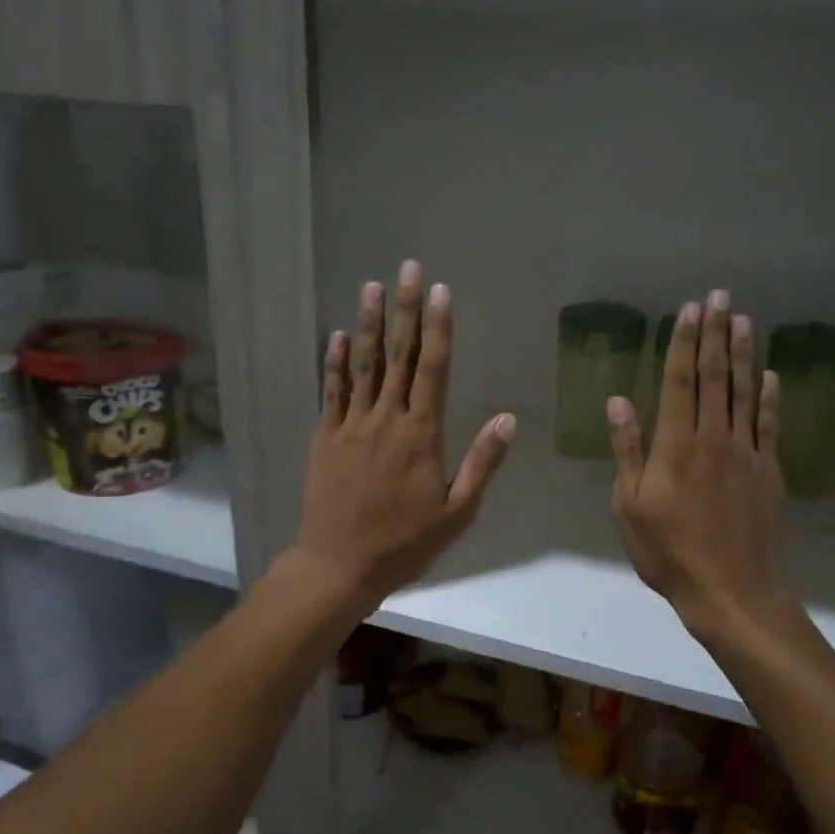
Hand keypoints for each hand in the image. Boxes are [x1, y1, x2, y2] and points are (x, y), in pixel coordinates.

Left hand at [284, 260, 515, 615]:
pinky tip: (339, 335)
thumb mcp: (457, 513)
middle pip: (399, 356)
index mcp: (421, 435)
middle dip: (407, 309)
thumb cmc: (404, 543)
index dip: (438, 327)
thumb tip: (508, 419)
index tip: (441, 291)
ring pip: (364, 365)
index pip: (433, 369)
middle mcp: (385, 419)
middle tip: (410, 268)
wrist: (339, 564)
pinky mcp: (326, 437)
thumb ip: (482, 463)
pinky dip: (336, 362)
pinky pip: (332, 391)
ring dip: (370, 323)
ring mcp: (351, 425)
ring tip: (373, 286)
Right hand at [608, 291, 797, 643]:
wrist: (731, 590)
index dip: (685, 343)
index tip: (690, 310)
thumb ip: (628, 450)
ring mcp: (747, 453)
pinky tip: (769, 375)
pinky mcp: (769, 472)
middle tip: (721, 296)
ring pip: (745, 393)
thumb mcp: (629, 505)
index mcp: (676, 445)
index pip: (681, 382)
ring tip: (744, 320)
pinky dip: (769, 397)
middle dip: (716, 334)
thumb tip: (618, 401)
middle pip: (716, 377)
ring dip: (743, 354)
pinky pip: (769, 425)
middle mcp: (714, 438)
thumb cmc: (668, 551)